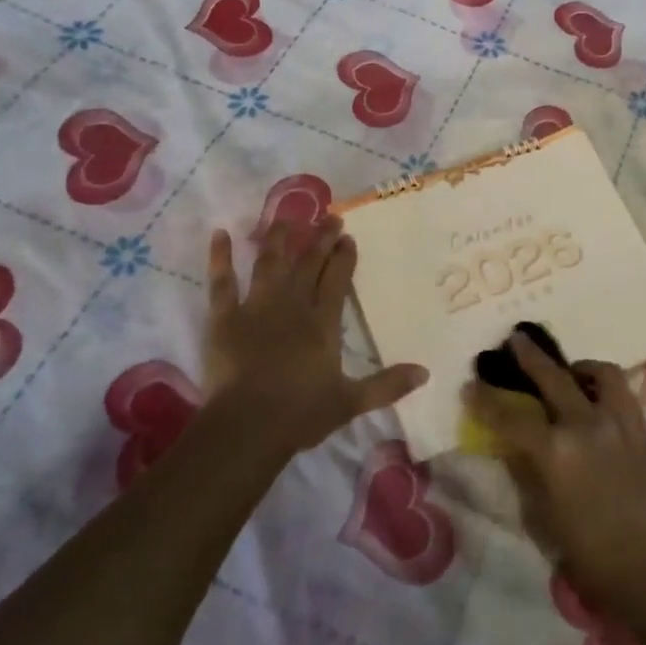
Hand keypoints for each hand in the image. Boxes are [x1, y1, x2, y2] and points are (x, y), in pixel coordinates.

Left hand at [204, 219, 426, 453]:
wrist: (247, 426)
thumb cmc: (300, 413)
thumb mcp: (350, 402)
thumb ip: (387, 385)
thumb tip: (426, 372)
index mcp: (322, 323)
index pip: (336, 281)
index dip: (343, 258)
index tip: (348, 236)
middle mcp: (292, 306)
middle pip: (308, 265)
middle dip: (320, 240)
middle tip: (329, 218)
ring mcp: (256, 308)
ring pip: (269, 263)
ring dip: (278, 239)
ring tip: (285, 218)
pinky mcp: (224, 319)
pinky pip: (222, 283)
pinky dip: (220, 258)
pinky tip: (220, 234)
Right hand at [464, 331, 645, 618]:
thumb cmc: (589, 554)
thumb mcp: (542, 517)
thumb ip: (526, 472)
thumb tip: (513, 444)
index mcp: (555, 452)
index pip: (511, 416)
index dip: (486, 400)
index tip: (470, 386)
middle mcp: (585, 425)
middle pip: (552, 377)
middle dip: (529, 357)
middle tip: (515, 339)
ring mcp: (617, 422)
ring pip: (598, 373)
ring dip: (577, 366)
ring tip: (569, 370)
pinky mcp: (641, 428)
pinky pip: (622, 391)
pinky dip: (604, 385)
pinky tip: (596, 395)